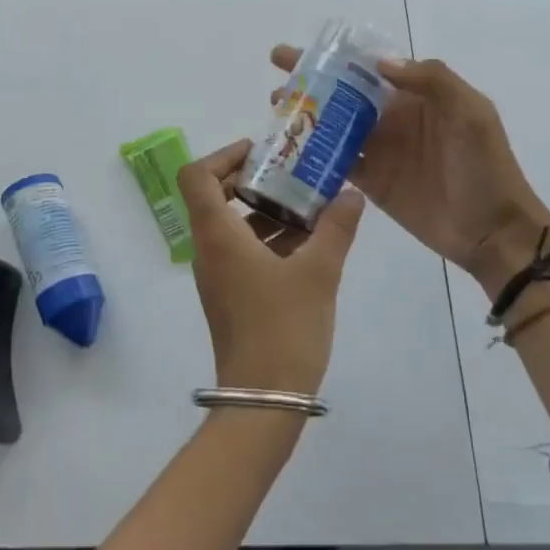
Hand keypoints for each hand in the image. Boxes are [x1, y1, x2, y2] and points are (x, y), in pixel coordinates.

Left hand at [177, 139, 365, 397]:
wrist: (264, 397)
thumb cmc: (284, 327)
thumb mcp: (318, 273)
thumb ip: (336, 228)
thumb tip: (351, 194)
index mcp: (218, 235)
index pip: (198, 176)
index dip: (224, 155)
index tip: (262, 152)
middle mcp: (209, 250)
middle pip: (217, 197)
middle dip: (257, 181)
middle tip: (297, 174)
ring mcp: (217, 276)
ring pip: (235, 227)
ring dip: (269, 212)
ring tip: (313, 207)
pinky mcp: (230, 296)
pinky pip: (244, 253)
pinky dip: (270, 240)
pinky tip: (310, 246)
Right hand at [270, 45, 549, 297]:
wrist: (492, 231)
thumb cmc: (485, 168)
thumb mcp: (471, 114)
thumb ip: (432, 81)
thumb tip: (380, 63)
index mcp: (417, 97)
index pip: (369, 68)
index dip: (336, 58)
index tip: (301, 54)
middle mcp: (393, 119)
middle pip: (344, 96)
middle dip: (310, 86)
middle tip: (275, 83)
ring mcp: (380, 152)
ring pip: (335, 128)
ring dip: (306, 119)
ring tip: (275, 114)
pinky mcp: (371, 183)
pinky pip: (337, 164)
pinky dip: (314, 157)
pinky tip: (288, 153)